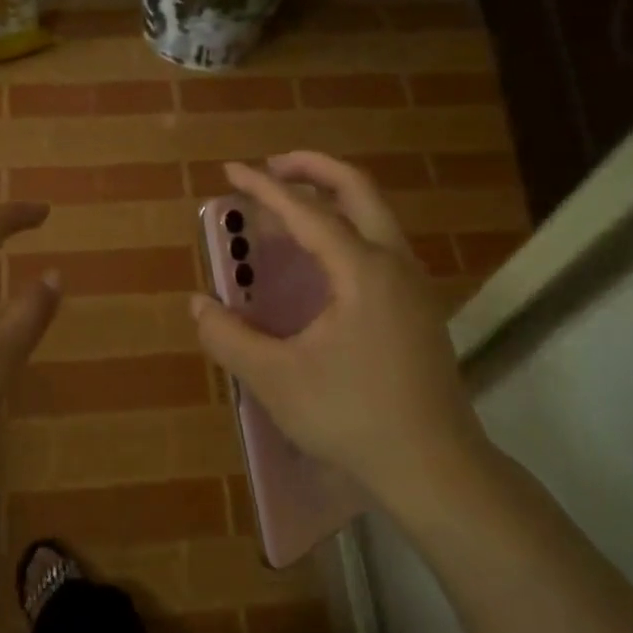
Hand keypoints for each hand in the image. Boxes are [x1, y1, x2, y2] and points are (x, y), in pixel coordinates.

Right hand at [189, 154, 484, 513]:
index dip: (265, 188)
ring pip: (376, 218)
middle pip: (359, 190)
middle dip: (314, 169)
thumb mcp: (276, 379)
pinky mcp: (420, 309)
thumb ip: (230, 337)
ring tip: (288, 212)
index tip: (231, 170)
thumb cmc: (352, 417)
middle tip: (273, 167)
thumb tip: (198, 305)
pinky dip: (348, 232)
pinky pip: (381, 247)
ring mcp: (414, 286)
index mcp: (362, 270)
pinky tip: (322, 264)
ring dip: (333, 200)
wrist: (433, 466)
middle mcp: (395, 264)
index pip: (307, 212)